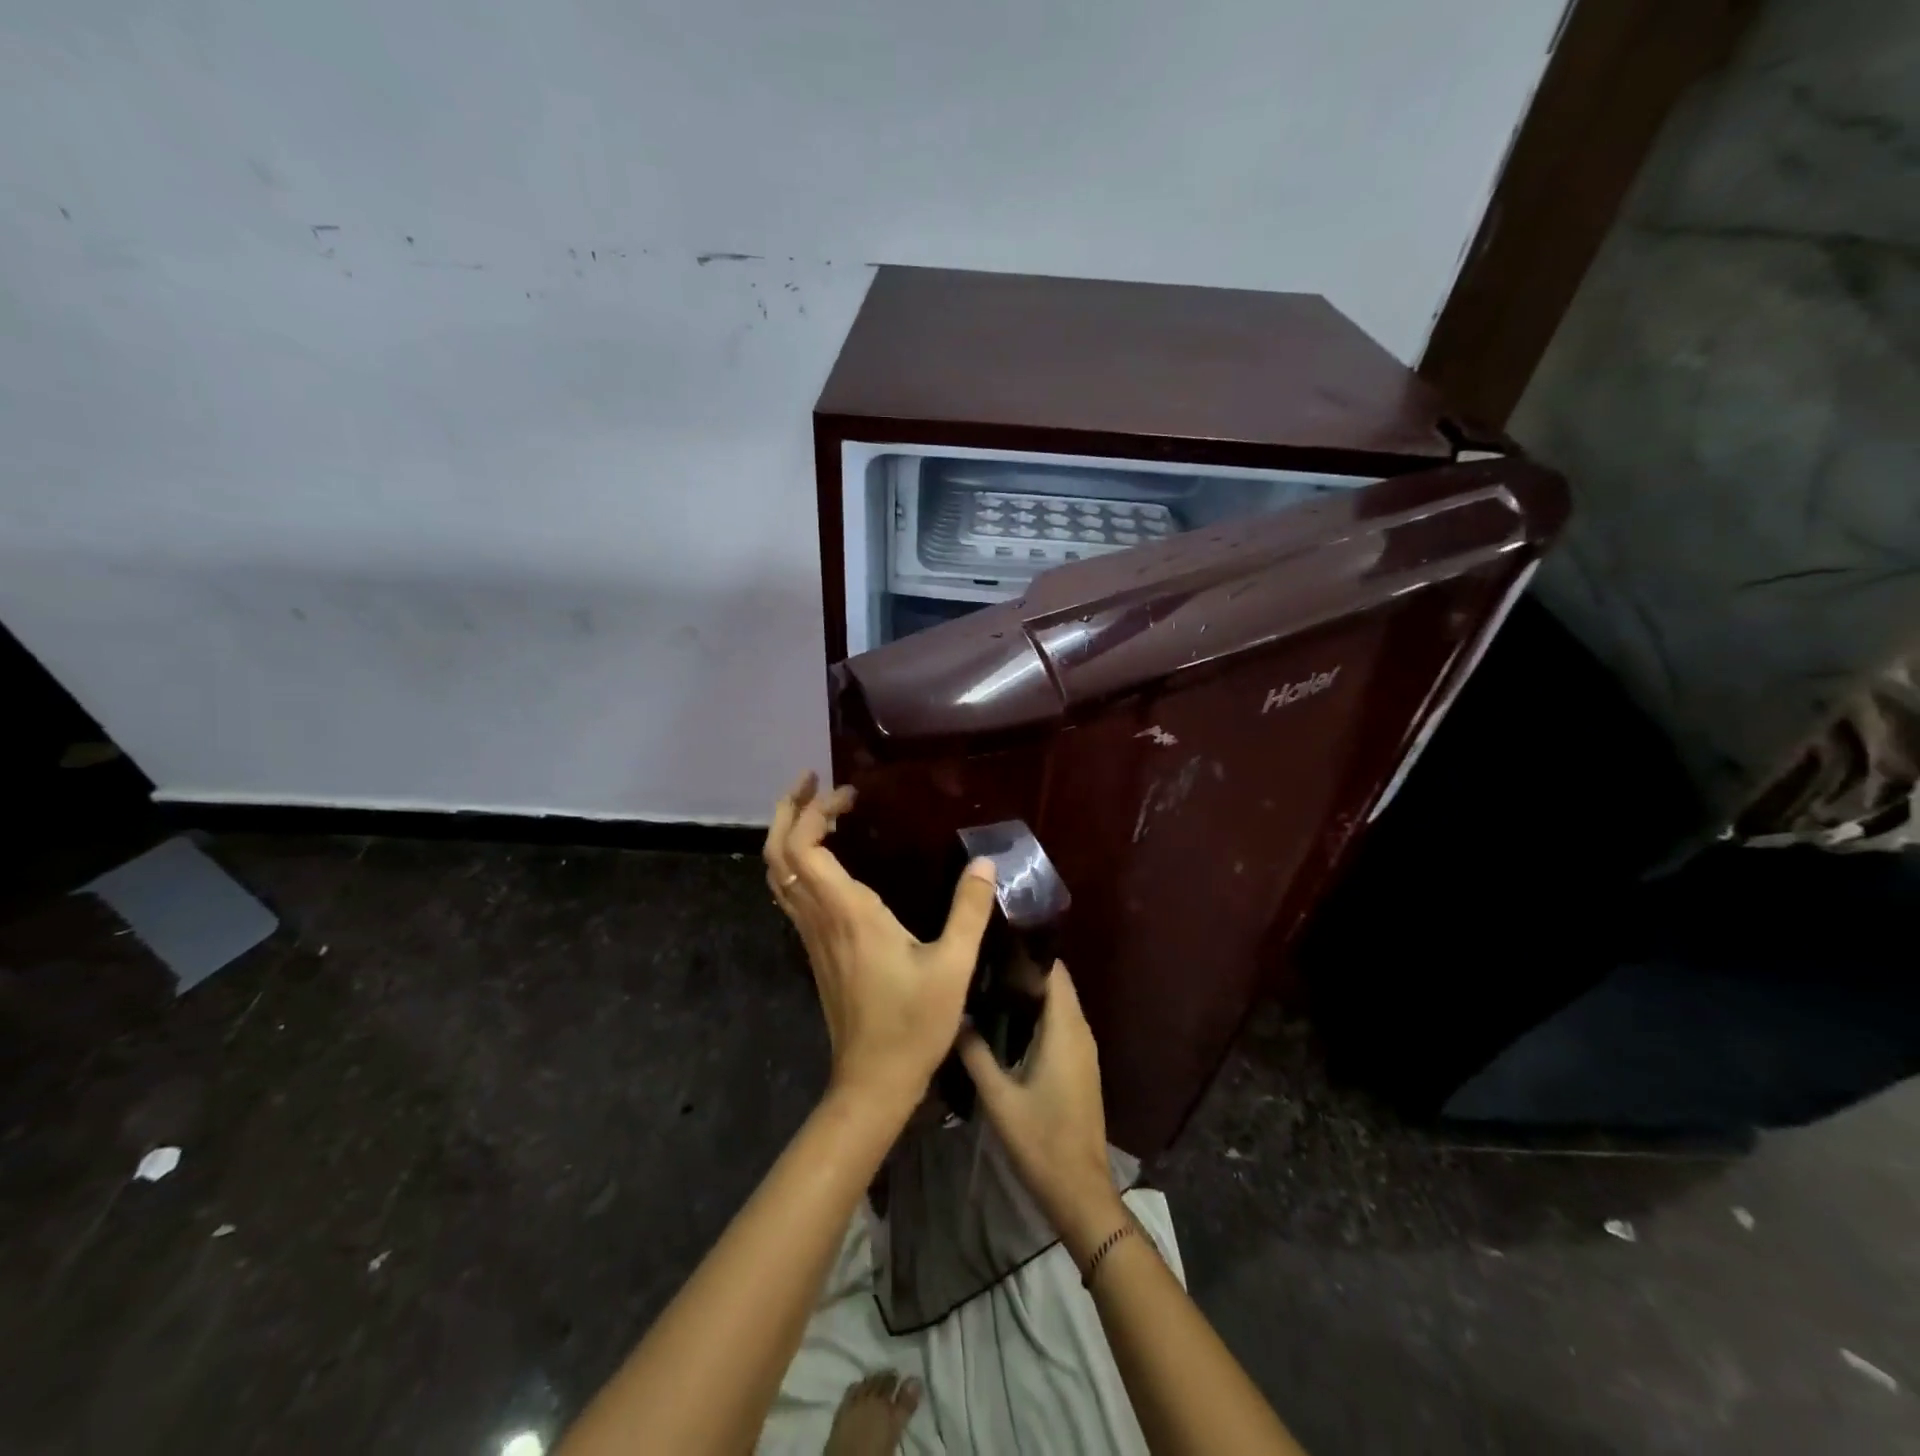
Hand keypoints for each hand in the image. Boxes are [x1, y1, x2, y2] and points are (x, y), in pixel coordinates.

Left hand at [764, 771, 997, 1115]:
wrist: (872, 1082)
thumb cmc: (912, 1025)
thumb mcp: (952, 967)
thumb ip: (969, 912)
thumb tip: (986, 864)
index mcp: (846, 913)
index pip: (805, 846)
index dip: (817, 810)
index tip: (850, 793)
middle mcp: (819, 917)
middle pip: (778, 853)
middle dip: (789, 810)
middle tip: (814, 782)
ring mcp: (811, 935)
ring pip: (779, 873)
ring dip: (790, 834)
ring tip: (820, 810)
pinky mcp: (815, 950)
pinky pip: (791, 893)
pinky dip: (798, 861)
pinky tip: (827, 859)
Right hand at [957, 962, 1124, 1261]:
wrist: (1080, 1190)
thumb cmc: (1041, 1140)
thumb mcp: (999, 1098)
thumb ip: (976, 1054)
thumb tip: (955, 1017)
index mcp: (1065, 1030)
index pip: (1054, 972)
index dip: (1028, 952)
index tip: (995, 941)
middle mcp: (1080, 1031)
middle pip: (1057, 984)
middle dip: (1024, 969)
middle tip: (984, 961)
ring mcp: (1084, 1050)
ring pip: (1060, 1005)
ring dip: (1031, 992)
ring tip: (988, 984)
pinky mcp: (1081, 1066)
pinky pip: (1062, 1024)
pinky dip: (1039, 1014)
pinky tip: (1007, 1023)